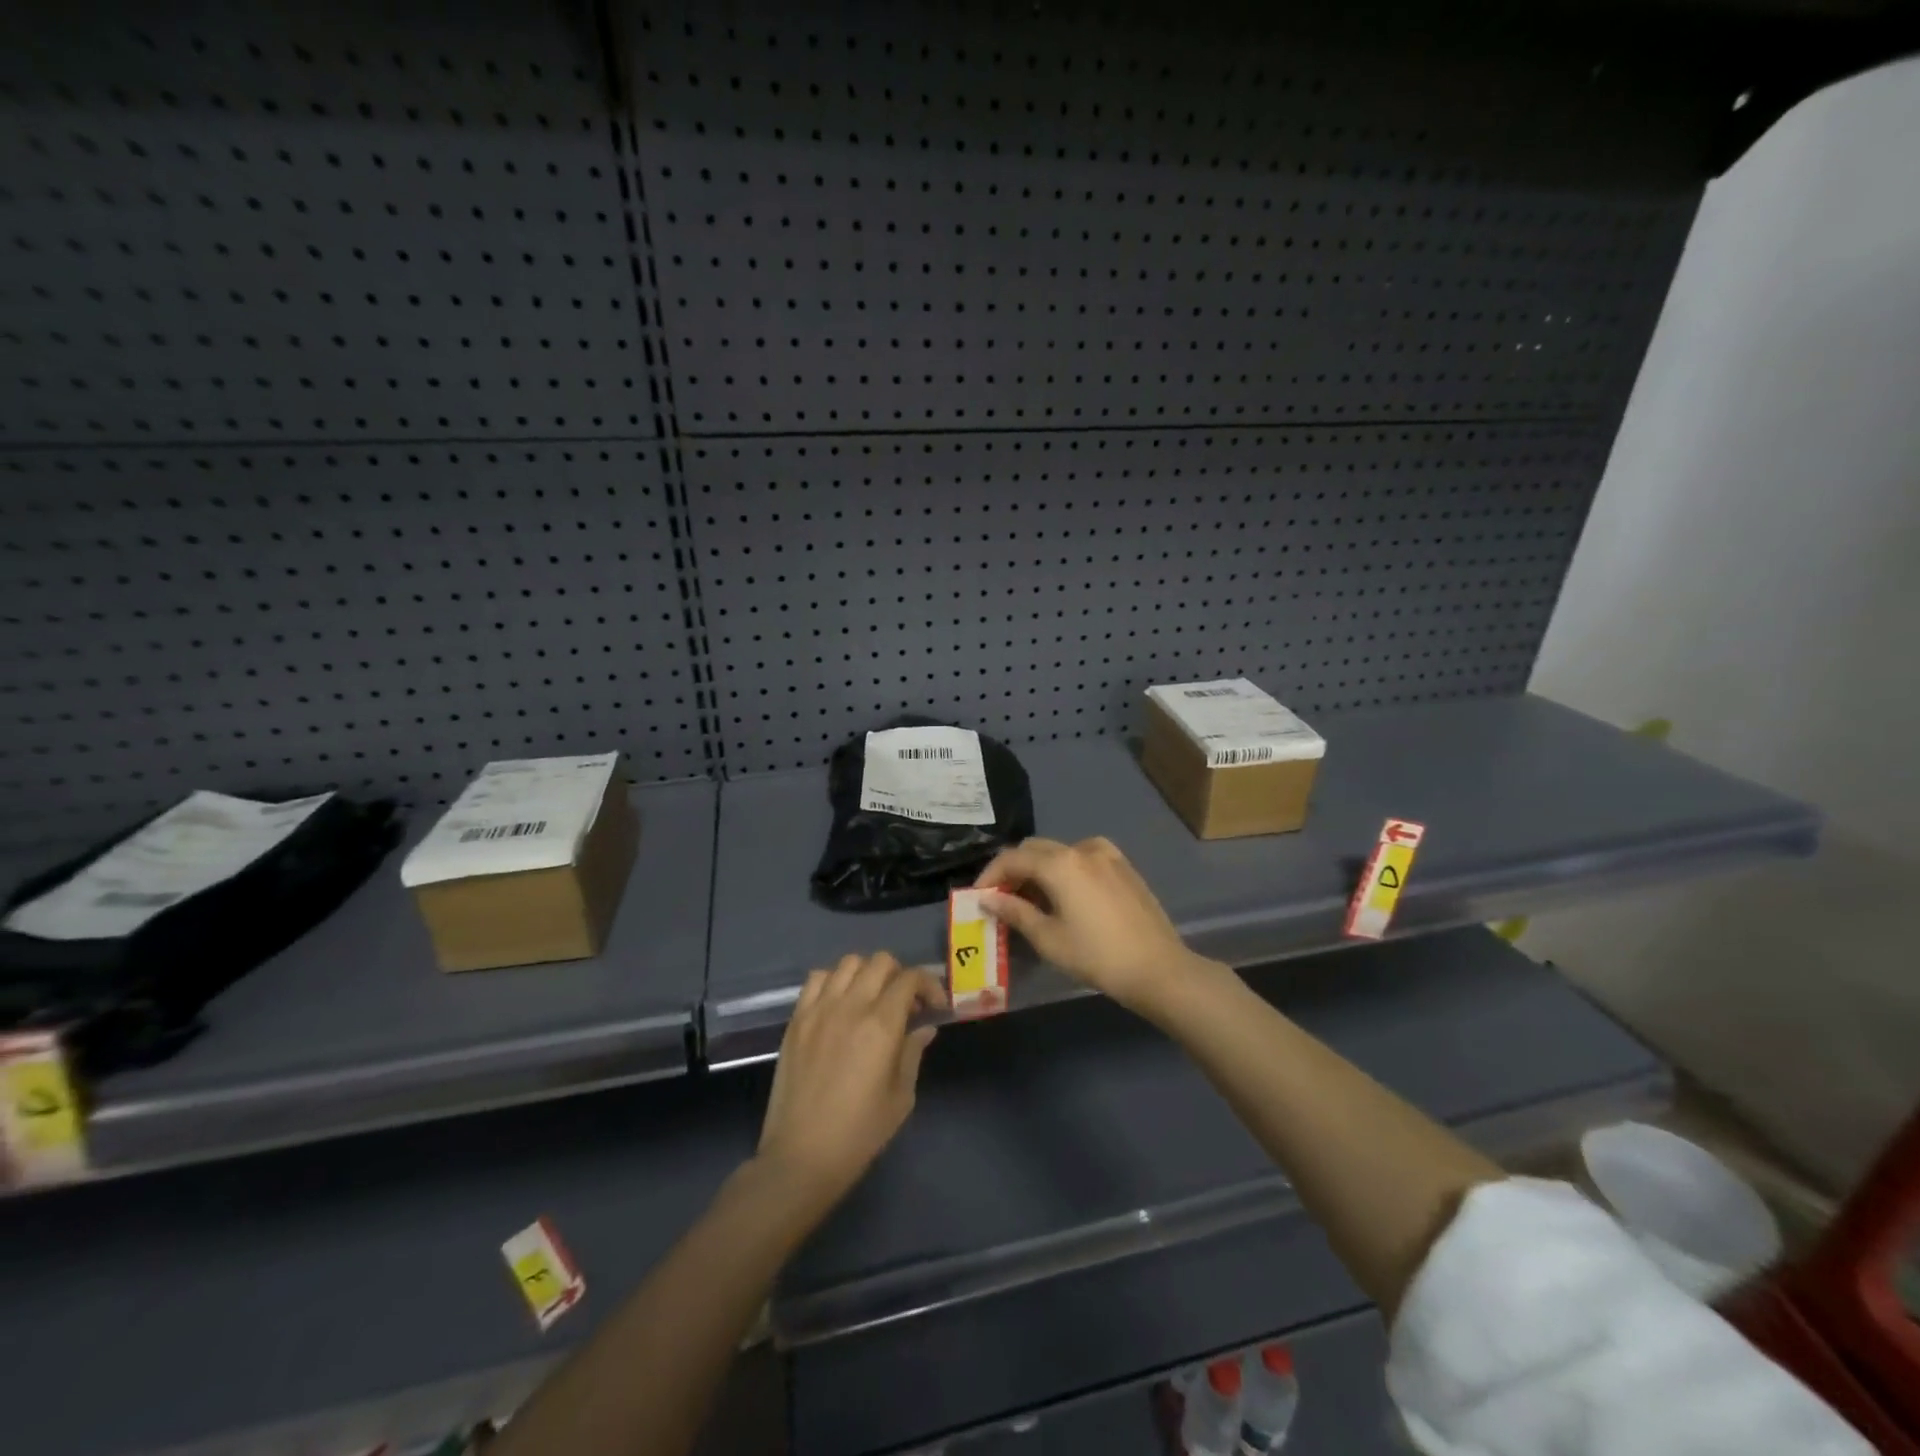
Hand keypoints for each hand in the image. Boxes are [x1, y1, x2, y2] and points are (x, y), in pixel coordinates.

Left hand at [756, 952, 946, 1209]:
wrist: (801, 1156)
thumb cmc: (859, 1133)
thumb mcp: (900, 1097)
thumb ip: (913, 1053)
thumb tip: (924, 1027)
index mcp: (881, 1025)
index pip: (910, 979)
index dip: (928, 985)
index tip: (934, 1006)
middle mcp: (850, 1006)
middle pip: (880, 961)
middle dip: (900, 975)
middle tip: (905, 1004)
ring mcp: (819, 1009)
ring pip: (849, 963)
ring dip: (867, 973)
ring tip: (872, 999)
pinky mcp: (796, 1018)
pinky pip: (817, 978)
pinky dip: (834, 981)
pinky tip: (840, 1004)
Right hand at [974, 837, 1212, 1014]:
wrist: (1158, 969)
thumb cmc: (1097, 956)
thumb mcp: (1049, 938)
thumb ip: (1016, 912)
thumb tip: (989, 900)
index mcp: (1060, 863)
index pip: (1012, 858)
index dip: (990, 876)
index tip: (979, 898)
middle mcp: (1082, 849)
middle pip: (1035, 849)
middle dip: (1014, 870)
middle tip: (1003, 901)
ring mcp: (1107, 855)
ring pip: (1060, 852)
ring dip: (1040, 869)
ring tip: (1034, 902)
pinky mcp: (1124, 867)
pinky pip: (1083, 859)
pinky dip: (1065, 870)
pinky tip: (1066, 898)